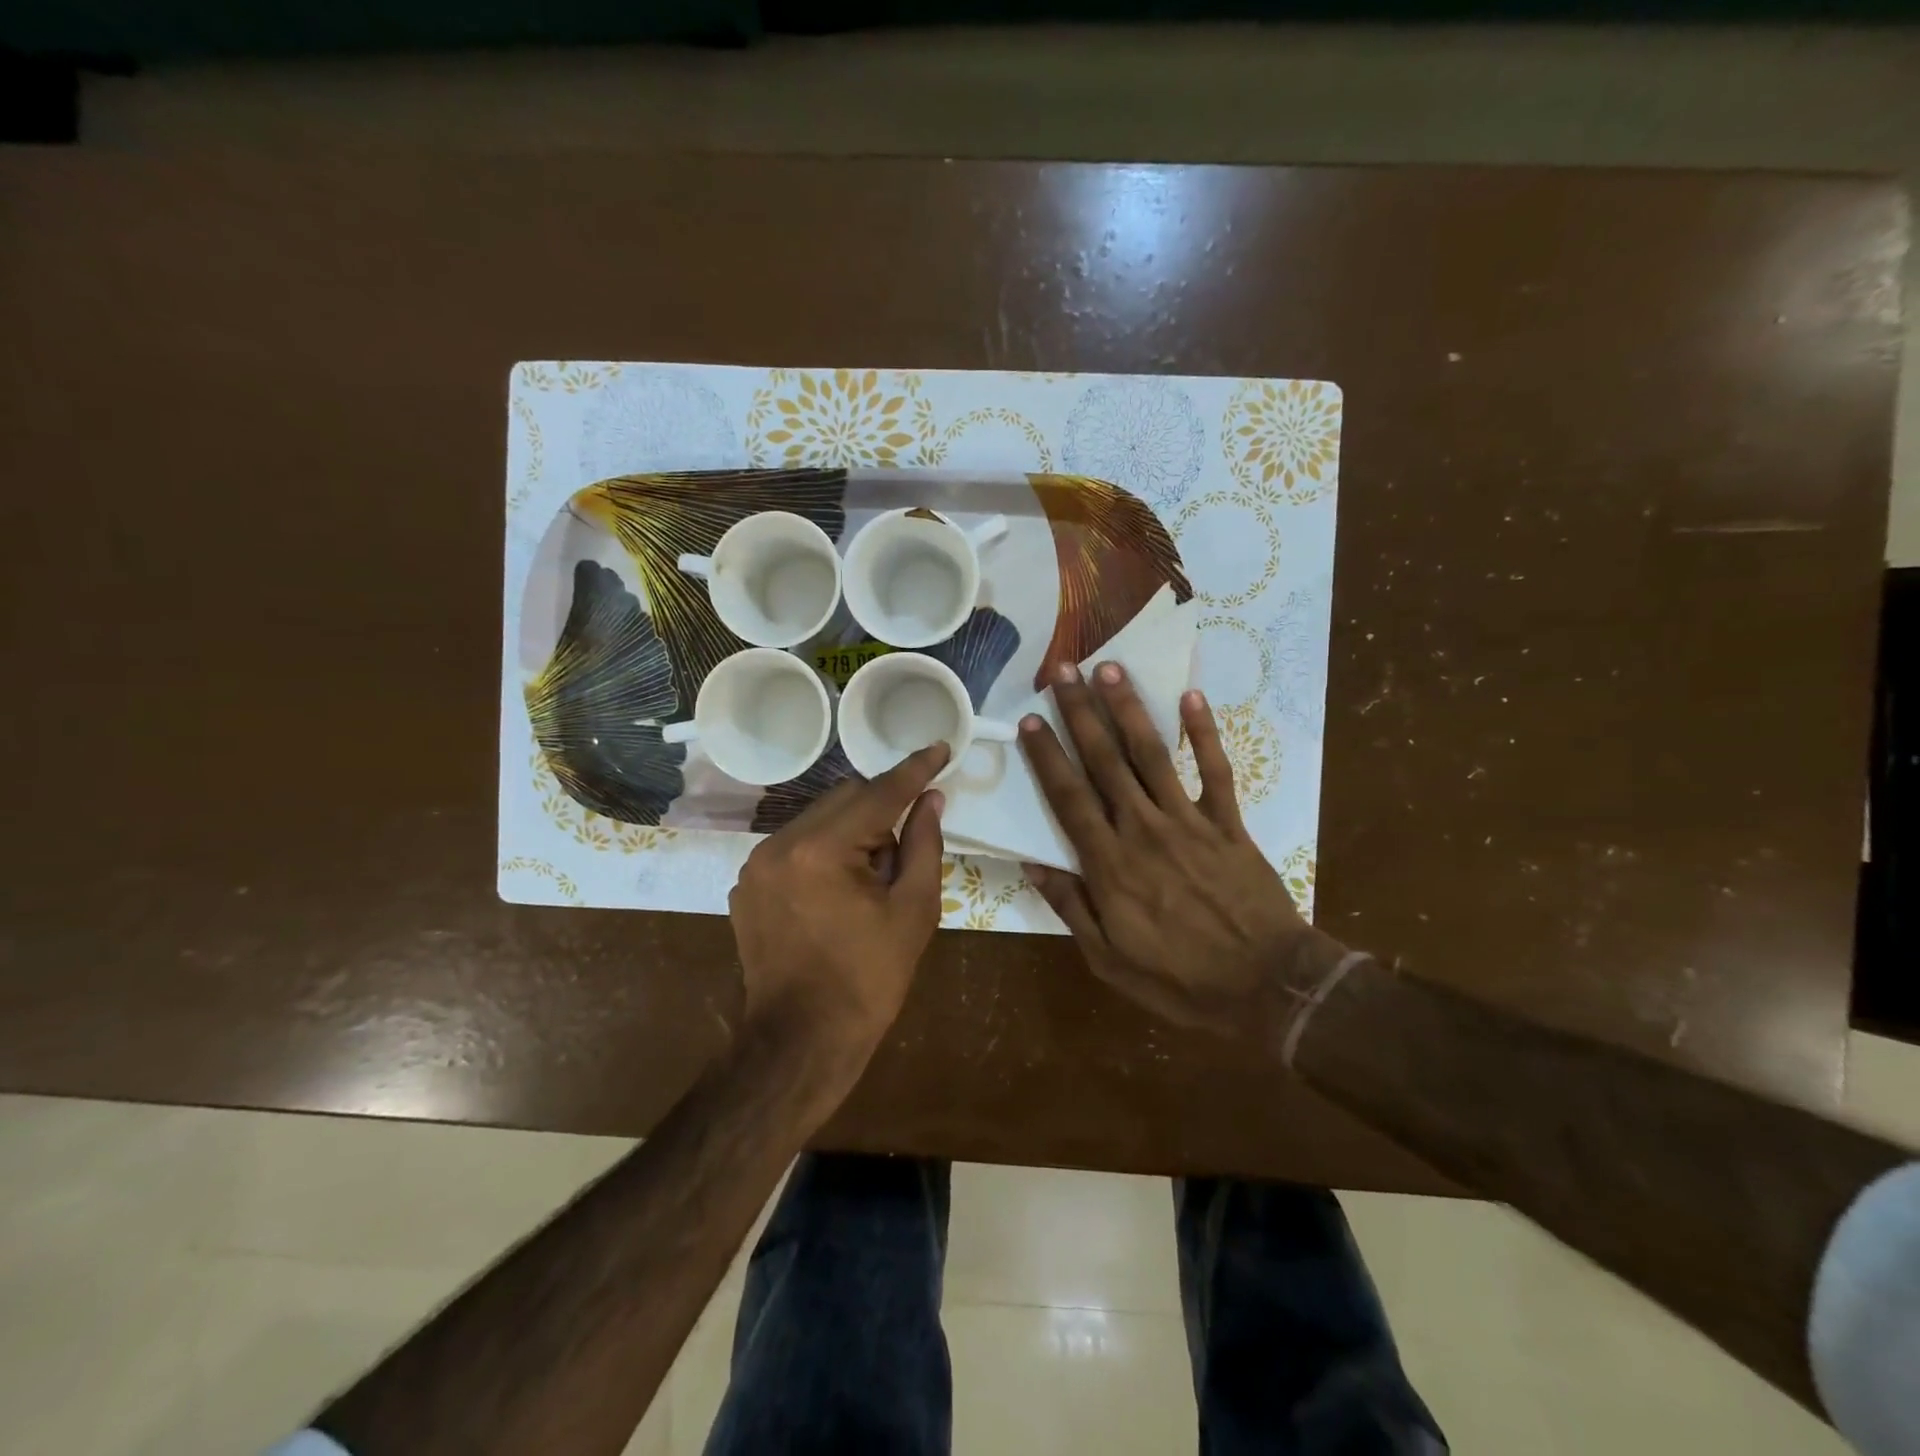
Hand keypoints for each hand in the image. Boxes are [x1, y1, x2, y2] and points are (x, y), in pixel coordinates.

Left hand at [729, 743, 949, 1056]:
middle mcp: (780, 843)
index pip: (878, 794)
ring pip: (819, 818)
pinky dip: (823, 852)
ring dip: (852, 831)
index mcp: (822, 850)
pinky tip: (836, 894)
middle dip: (881, 811)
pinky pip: (795, 845)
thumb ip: (923, 844)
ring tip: (869, 881)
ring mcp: (756, 864)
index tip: (940, 747)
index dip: (915, 770)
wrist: (801, 1041)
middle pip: (844, 797)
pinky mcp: (747, 884)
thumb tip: (931, 798)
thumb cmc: (868, 979)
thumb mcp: (913, 911)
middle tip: (903, 852)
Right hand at [1019, 664, 1330, 1037]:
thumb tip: (1034, 864)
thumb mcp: (1109, 959)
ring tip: (1110, 669)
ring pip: (1153, 755)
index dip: (1047, 757)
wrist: (1267, 986)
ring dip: (1129, 709)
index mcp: (1110, 865)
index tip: (1031, 720)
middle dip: (1080, 713)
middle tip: (1062, 672)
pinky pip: (1215, 771)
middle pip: (1106, 762)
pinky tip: (1191, 697)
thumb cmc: (1180, 979)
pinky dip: (1206, 733)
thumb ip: (1071, 907)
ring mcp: (1189, 821)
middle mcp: (1143, 829)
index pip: (1069, 798)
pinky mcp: (1228, 824)